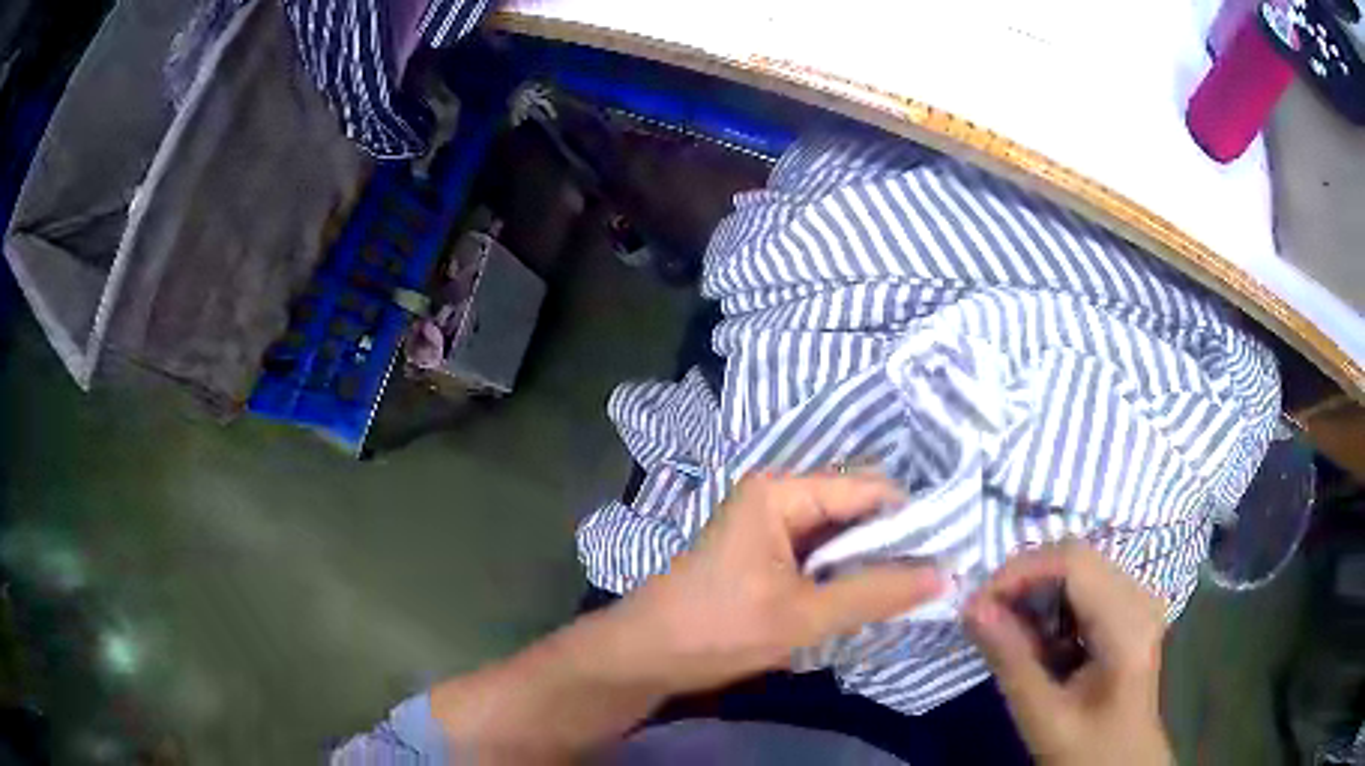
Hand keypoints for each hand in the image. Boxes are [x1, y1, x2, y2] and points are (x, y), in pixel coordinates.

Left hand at [613, 471, 945, 693]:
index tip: (950, 553)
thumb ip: (876, 593)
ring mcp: (768, 526)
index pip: (868, 490)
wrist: (644, 656)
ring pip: (838, 536)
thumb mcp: (803, 615)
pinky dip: (843, 575)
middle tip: (935, 578)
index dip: (912, 520)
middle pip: (854, 510)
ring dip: (869, 563)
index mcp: (781, 492)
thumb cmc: (718, 629)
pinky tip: (867, 598)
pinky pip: (818, 555)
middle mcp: (777, 497)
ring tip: (910, 591)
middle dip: (892, 544)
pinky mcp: (764, 554)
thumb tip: (945, 576)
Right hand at [964, 542, 1173, 765]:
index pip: (1074, 562)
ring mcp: (1139, 599)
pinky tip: (1038, 641)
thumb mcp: (1043, 717)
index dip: (1021, 571)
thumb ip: (1011, 661)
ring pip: (1078, 568)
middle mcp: (1140, 597)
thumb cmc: (1087, 750)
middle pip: (1076, 558)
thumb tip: (972, 609)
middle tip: (984, 618)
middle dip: (1024, 581)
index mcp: (1128, 625)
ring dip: (1036, 593)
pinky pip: (1085, 586)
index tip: (976, 605)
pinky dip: (1052, 606)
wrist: (1124, 764)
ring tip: (1007, 633)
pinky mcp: (1131, 608)